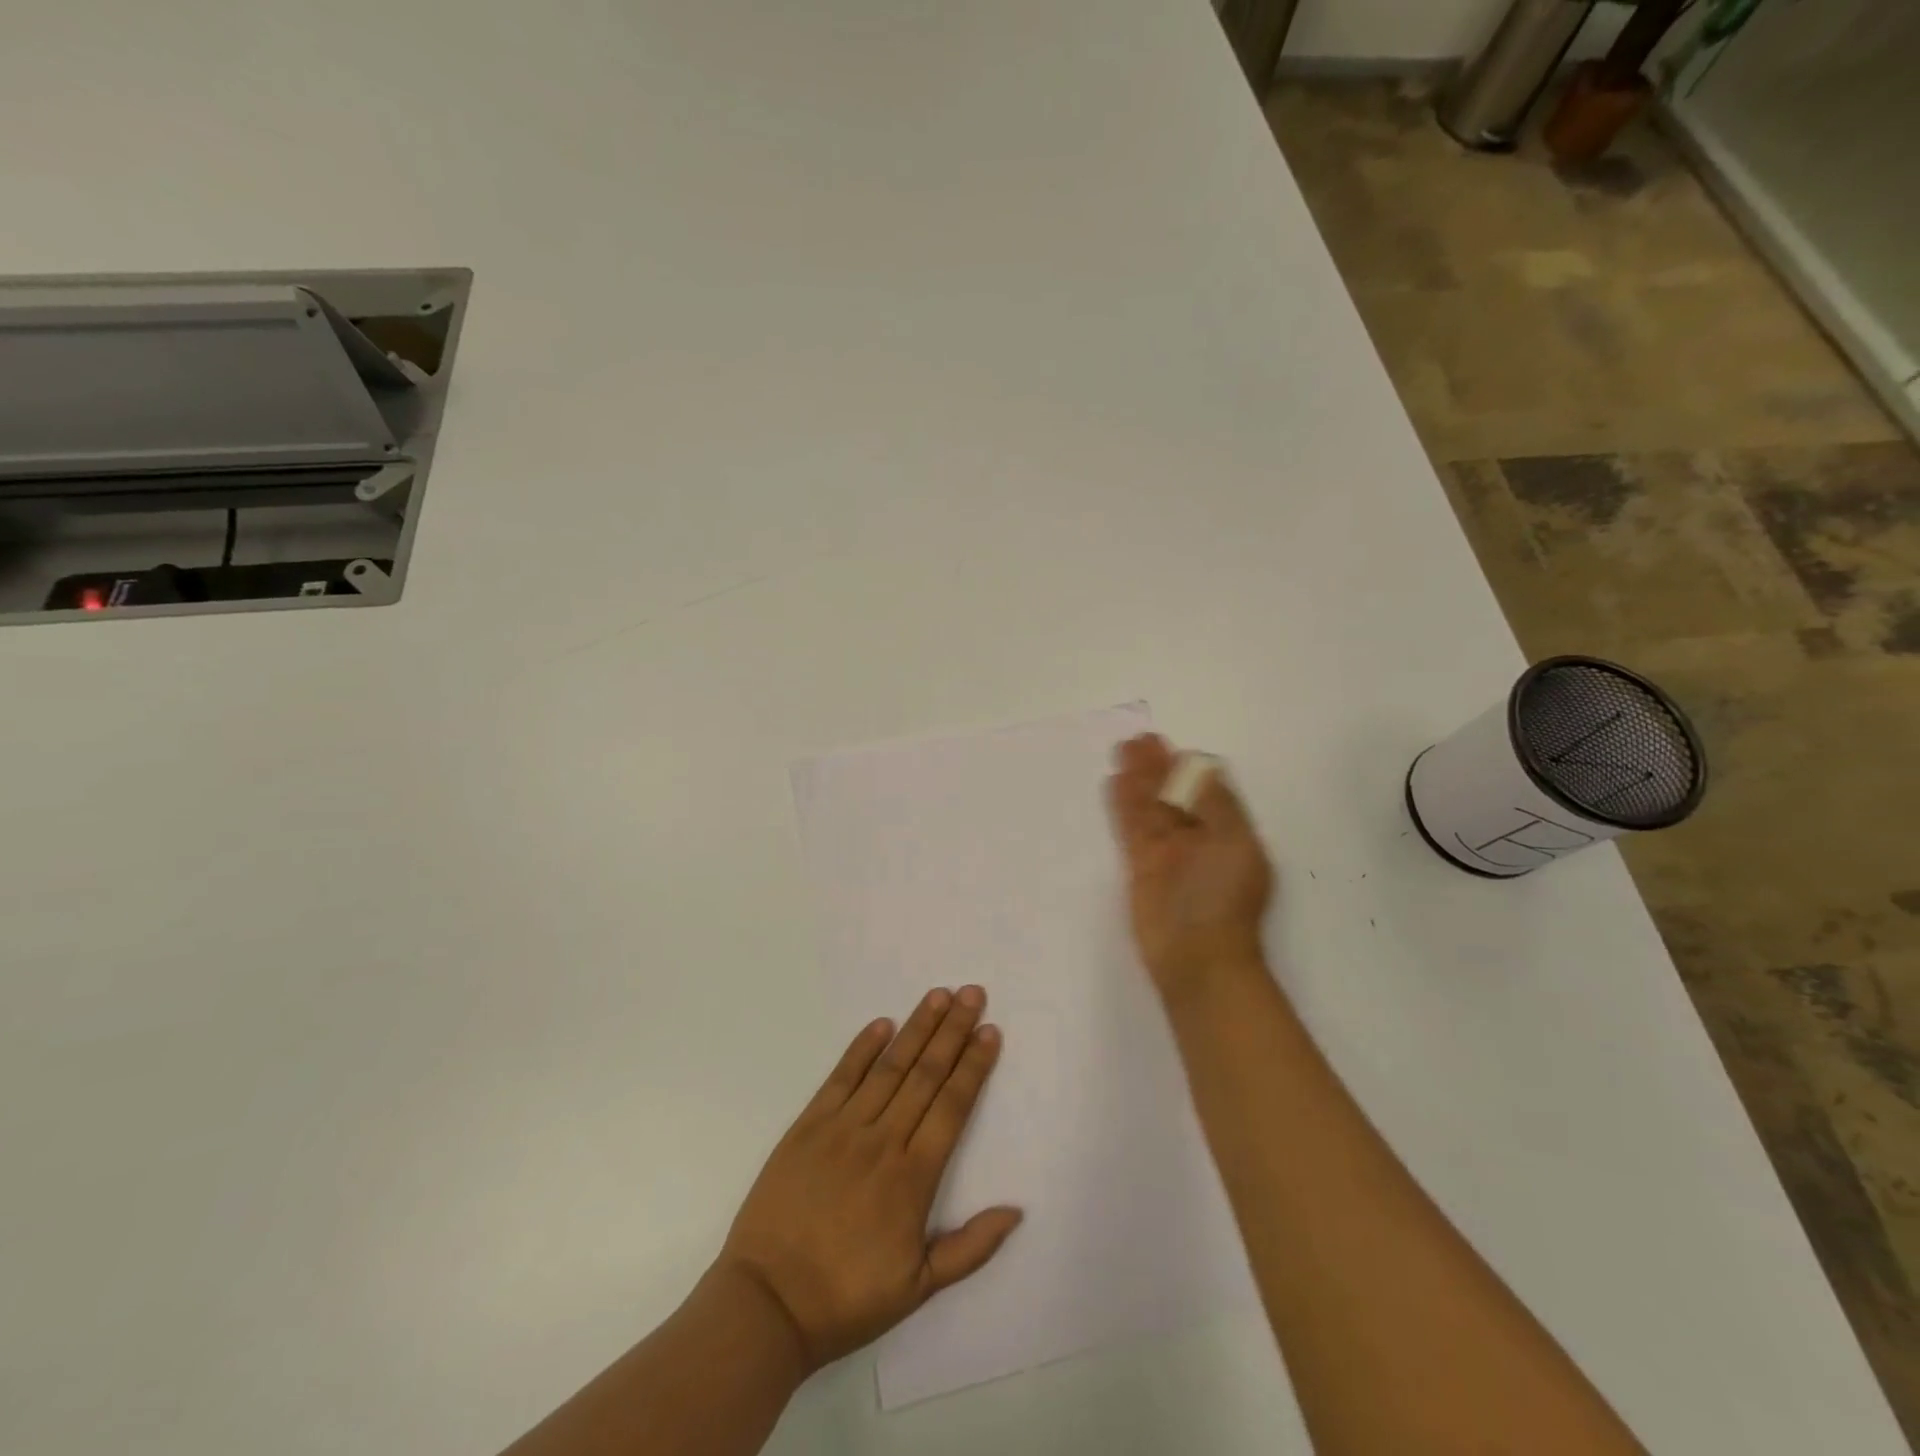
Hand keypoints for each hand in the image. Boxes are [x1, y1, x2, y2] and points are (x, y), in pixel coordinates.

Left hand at [718, 987, 1020, 1373]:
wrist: (767, 1304)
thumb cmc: (846, 1298)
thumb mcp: (918, 1288)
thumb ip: (970, 1247)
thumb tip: (1016, 1210)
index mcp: (913, 1178)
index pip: (952, 1106)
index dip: (973, 1066)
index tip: (990, 1031)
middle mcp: (883, 1141)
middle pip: (926, 1074)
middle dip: (953, 1031)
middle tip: (973, 993)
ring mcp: (843, 1128)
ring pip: (889, 1067)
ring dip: (917, 1028)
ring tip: (939, 995)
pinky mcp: (808, 1125)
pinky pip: (840, 1077)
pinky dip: (862, 1047)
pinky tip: (882, 1024)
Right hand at [1105, 734, 1274, 998]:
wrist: (1199, 959)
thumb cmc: (1225, 900)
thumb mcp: (1235, 844)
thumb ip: (1218, 803)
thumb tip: (1202, 766)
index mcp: (1228, 833)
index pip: (1207, 790)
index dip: (1189, 768)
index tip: (1173, 749)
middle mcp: (1198, 839)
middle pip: (1174, 794)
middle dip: (1159, 767)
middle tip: (1140, 740)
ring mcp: (1168, 853)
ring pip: (1150, 806)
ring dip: (1138, 778)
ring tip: (1124, 748)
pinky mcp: (1141, 866)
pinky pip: (1131, 826)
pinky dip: (1124, 803)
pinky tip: (1116, 781)